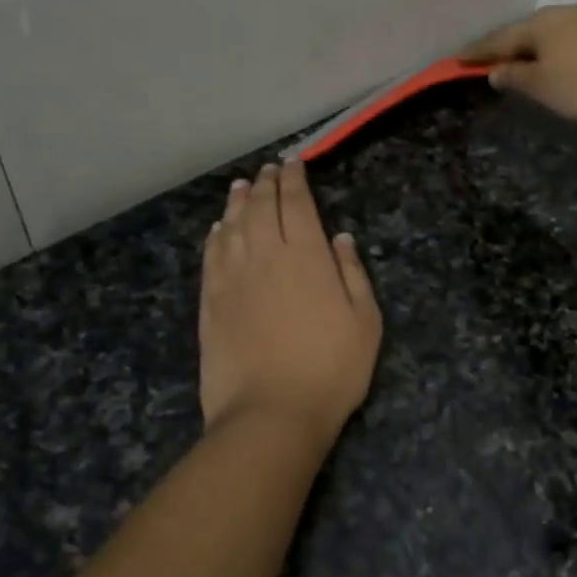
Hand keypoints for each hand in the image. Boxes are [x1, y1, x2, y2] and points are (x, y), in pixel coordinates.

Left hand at [199, 160, 381, 442]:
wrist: (270, 413)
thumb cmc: (330, 370)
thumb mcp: (365, 322)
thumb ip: (353, 273)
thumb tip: (341, 238)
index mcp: (306, 256)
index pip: (296, 204)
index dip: (294, 179)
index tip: (293, 163)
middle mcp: (265, 256)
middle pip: (260, 208)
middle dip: (266, 184)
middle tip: (268, 170)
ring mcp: (233, 278)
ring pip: (232, 226)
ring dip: (237, 202)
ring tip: (241, 186)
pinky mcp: (210, 302)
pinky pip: (211, 256)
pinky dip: (216, 236)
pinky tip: (218, 229)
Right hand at [463, 2, 576, 123]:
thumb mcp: (544, 87)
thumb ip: (517, 77)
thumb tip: (496, 70)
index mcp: (542, 24)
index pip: (502, 38)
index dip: (481, 51)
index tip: (460, 58)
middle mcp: (568, 11)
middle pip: (532, 28)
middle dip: (514, 43)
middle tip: (500, 58)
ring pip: (561, 28)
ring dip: (544, 44)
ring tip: (537, 59)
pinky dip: (570, 46)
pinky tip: (575, 58)